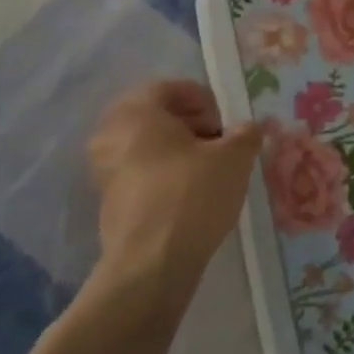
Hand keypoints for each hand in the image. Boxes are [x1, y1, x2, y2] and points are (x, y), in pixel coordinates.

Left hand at [86, 80, 262, 305]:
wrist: (150, 265)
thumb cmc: (191, 195)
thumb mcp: (233, 159)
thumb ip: (245, 135)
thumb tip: (249, 129)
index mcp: (136, 111)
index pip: (172, 87)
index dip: (205, 101)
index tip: (225, 125)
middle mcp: (111, 133)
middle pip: (157, 116)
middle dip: (191, 126)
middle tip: (219, 145)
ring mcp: (104, 169)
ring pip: (147, 145)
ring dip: (178, 151)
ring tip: (209, 172)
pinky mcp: (107, 201)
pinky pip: (140, 173)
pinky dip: (164, 175)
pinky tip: (190, 196)